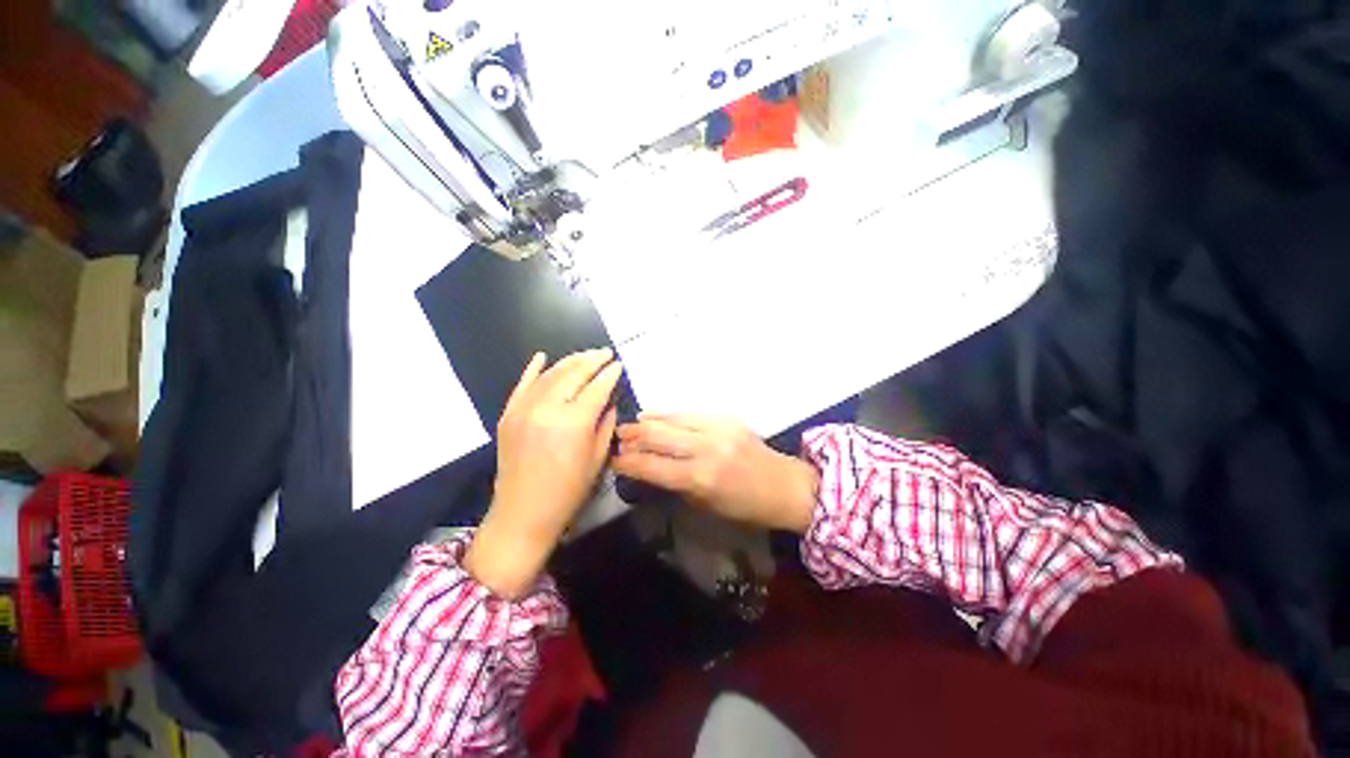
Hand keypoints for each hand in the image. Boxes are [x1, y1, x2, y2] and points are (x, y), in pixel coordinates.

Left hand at [465, 349, 622, 598]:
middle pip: (573, 373)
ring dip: (569, 361)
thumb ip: (605, 425)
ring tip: (585, 355)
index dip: (610, 374)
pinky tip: (542, 356)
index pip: (597, 388)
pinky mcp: (508, 414)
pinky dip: (532, 369)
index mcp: (574, 423)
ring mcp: (524, 409)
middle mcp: (548, 409)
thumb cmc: (568, 491)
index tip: (618, 364)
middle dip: (592, 360)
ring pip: (550, 374)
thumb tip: (608, 402)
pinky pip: (522, 384)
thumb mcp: (597, 459)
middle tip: (605, 352)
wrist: (523, 513)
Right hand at [613, 415, 818, 532]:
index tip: (613, 460)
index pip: (651, 466)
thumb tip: (647, 468)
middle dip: (632, 436)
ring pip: (671, 418)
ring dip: (647, 421)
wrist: (784, 484)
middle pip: (657, 435)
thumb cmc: (745, 506)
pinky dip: (668, 415)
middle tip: (617, 439)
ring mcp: (717, 428)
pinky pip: (689, 413)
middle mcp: (705, 448)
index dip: (627, 462)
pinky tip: (655, 416)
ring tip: (631, 425)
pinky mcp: (726, 417)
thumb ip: (674, 484)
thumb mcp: (705, 505)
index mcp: (700, 478)